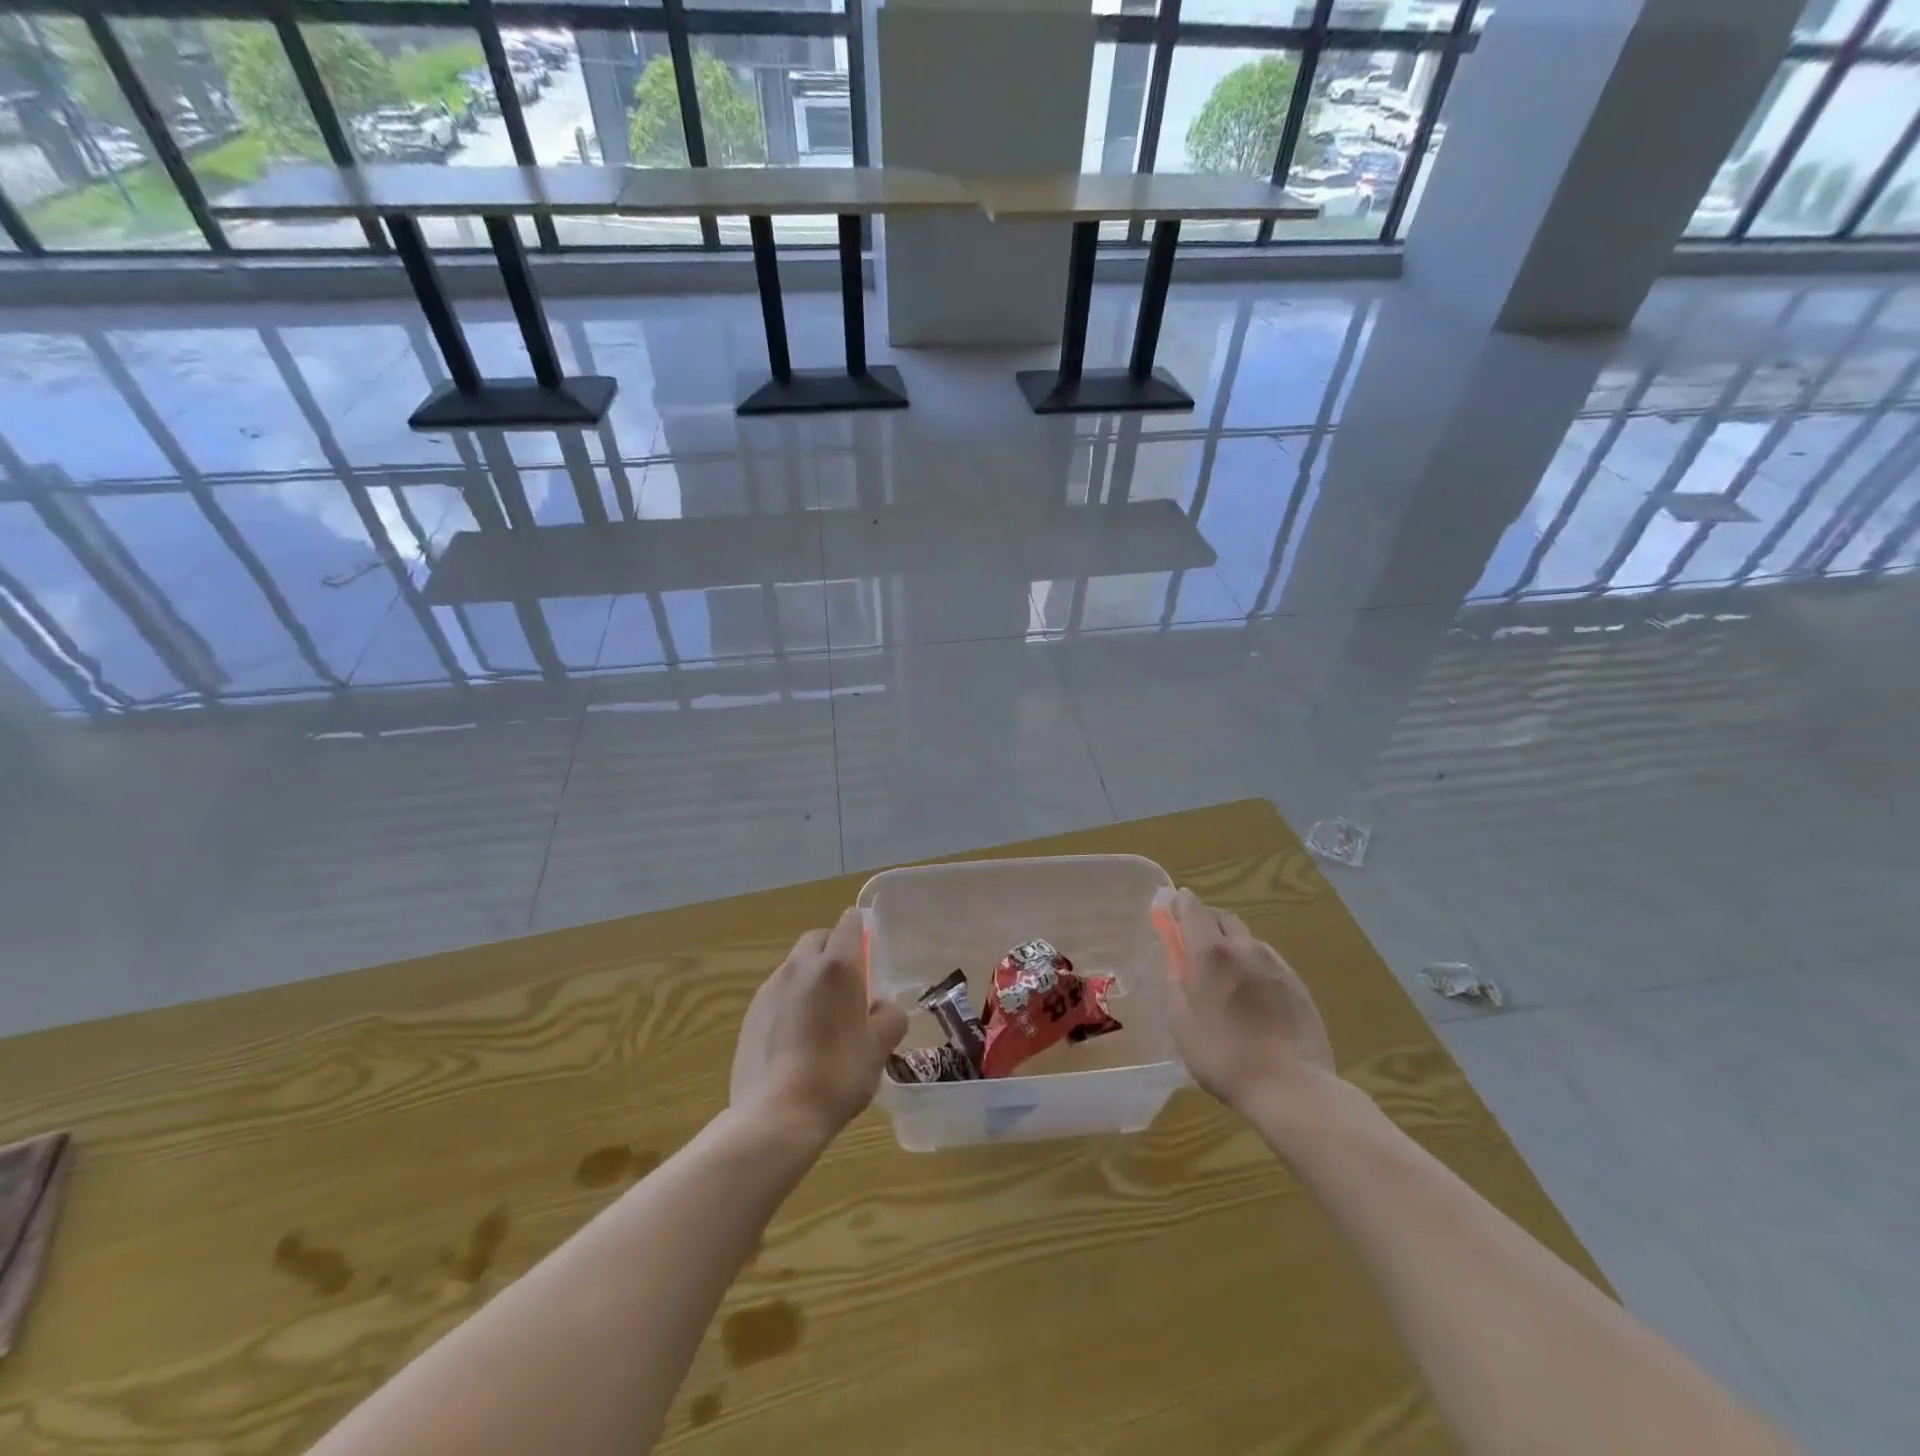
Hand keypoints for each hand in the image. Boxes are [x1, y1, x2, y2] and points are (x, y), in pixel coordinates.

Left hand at [729, 908, 908, 1147]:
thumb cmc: (838, 1073)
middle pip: (818, 939)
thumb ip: (889, 1016)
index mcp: (836, 966)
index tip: (870, 950)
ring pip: (795, 966)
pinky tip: (798, 1038)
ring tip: (823, 1016)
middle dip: (833, 949)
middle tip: (849, 984)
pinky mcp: (750, 1014)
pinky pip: (778, 993)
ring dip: (811, 977)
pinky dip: (791, 1001)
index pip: (849, 924)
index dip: (860, 931)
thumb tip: (881, 1006)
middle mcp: (800, 966)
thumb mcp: (880, 1047)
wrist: (776, 1115)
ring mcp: (770, 989)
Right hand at [1157, 889, 1335, 1109]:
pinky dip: (1253, 964)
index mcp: (1210, 953)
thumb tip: (1177, 968)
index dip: (1180, 903)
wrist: (1292, 1087)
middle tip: (1194, 940)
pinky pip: (1268, 961)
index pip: (1192, 909)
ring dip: (1231, 943)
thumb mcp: (1182, 1026)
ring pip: (1247, 939)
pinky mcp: (1297, 984)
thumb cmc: (1224, 1057)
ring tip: (1225, 972)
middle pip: (1223, 917)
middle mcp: (1244, 948)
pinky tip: (1252, 993)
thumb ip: (1175, 988)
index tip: (1172, 907)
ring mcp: (1275, 964)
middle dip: (1206, 920)